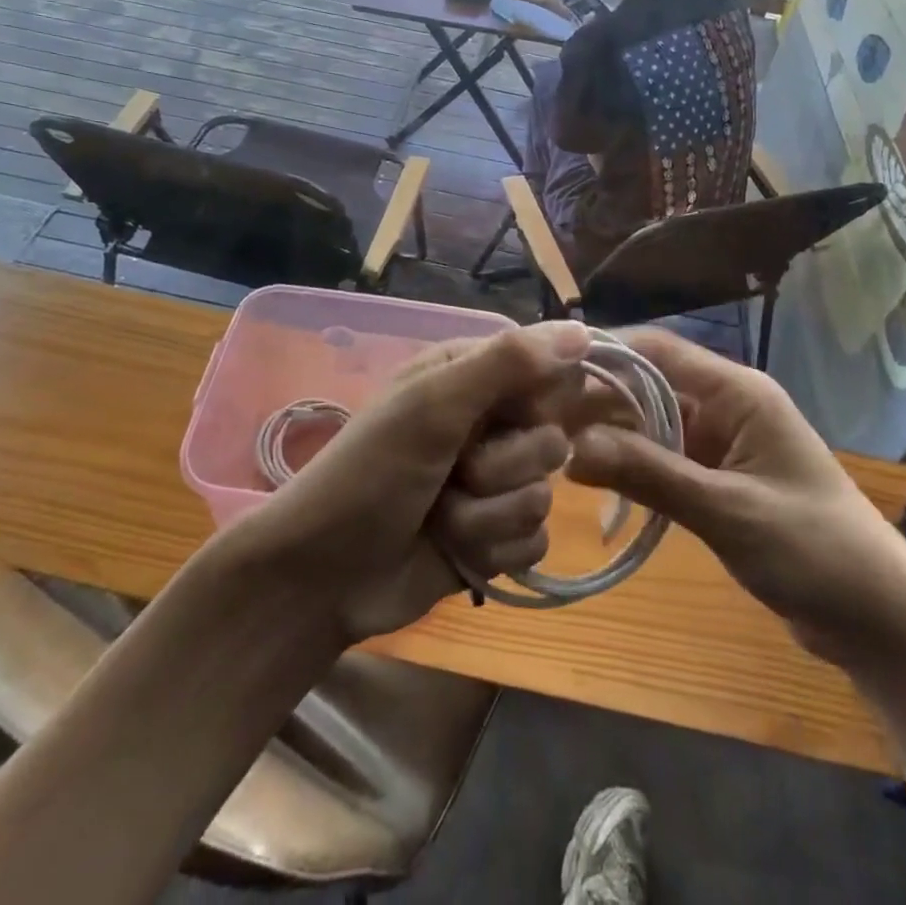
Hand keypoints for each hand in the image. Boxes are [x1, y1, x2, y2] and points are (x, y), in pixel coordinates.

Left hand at [229, 322, 590, 645]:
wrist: (321, 577)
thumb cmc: (370, 474)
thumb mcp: (433, 405)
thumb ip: (507, 363)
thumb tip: (584, 329)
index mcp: (471, 377)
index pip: (548, 372)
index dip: (536, 401)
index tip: (507, 417)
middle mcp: (487, 424)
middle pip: (551, 440)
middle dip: (503, 468)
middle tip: (453, 473)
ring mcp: (493, 484)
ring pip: (544, 496)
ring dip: (489, 516)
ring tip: (441, 518)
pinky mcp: (495, 537)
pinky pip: (535, 542)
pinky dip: (493, 550)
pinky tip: (455, 551)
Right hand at [564, 330, 905, 669]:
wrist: (881, 621)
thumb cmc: (814, 551)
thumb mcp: (727, 511)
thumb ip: (650, 474)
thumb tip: (572, 448)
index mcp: (738, 393)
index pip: (659, 351)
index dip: (605, 354)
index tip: (548, 370)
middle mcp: (727, 406)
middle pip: (649, 386)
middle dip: (598, 400)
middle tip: (539, 421)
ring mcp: (723, 444)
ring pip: (652, 423)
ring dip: (611, 435)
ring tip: (554, 450)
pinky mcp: (719, 480)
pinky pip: (664, 459)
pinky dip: (632, 466)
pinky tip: (594, 481)